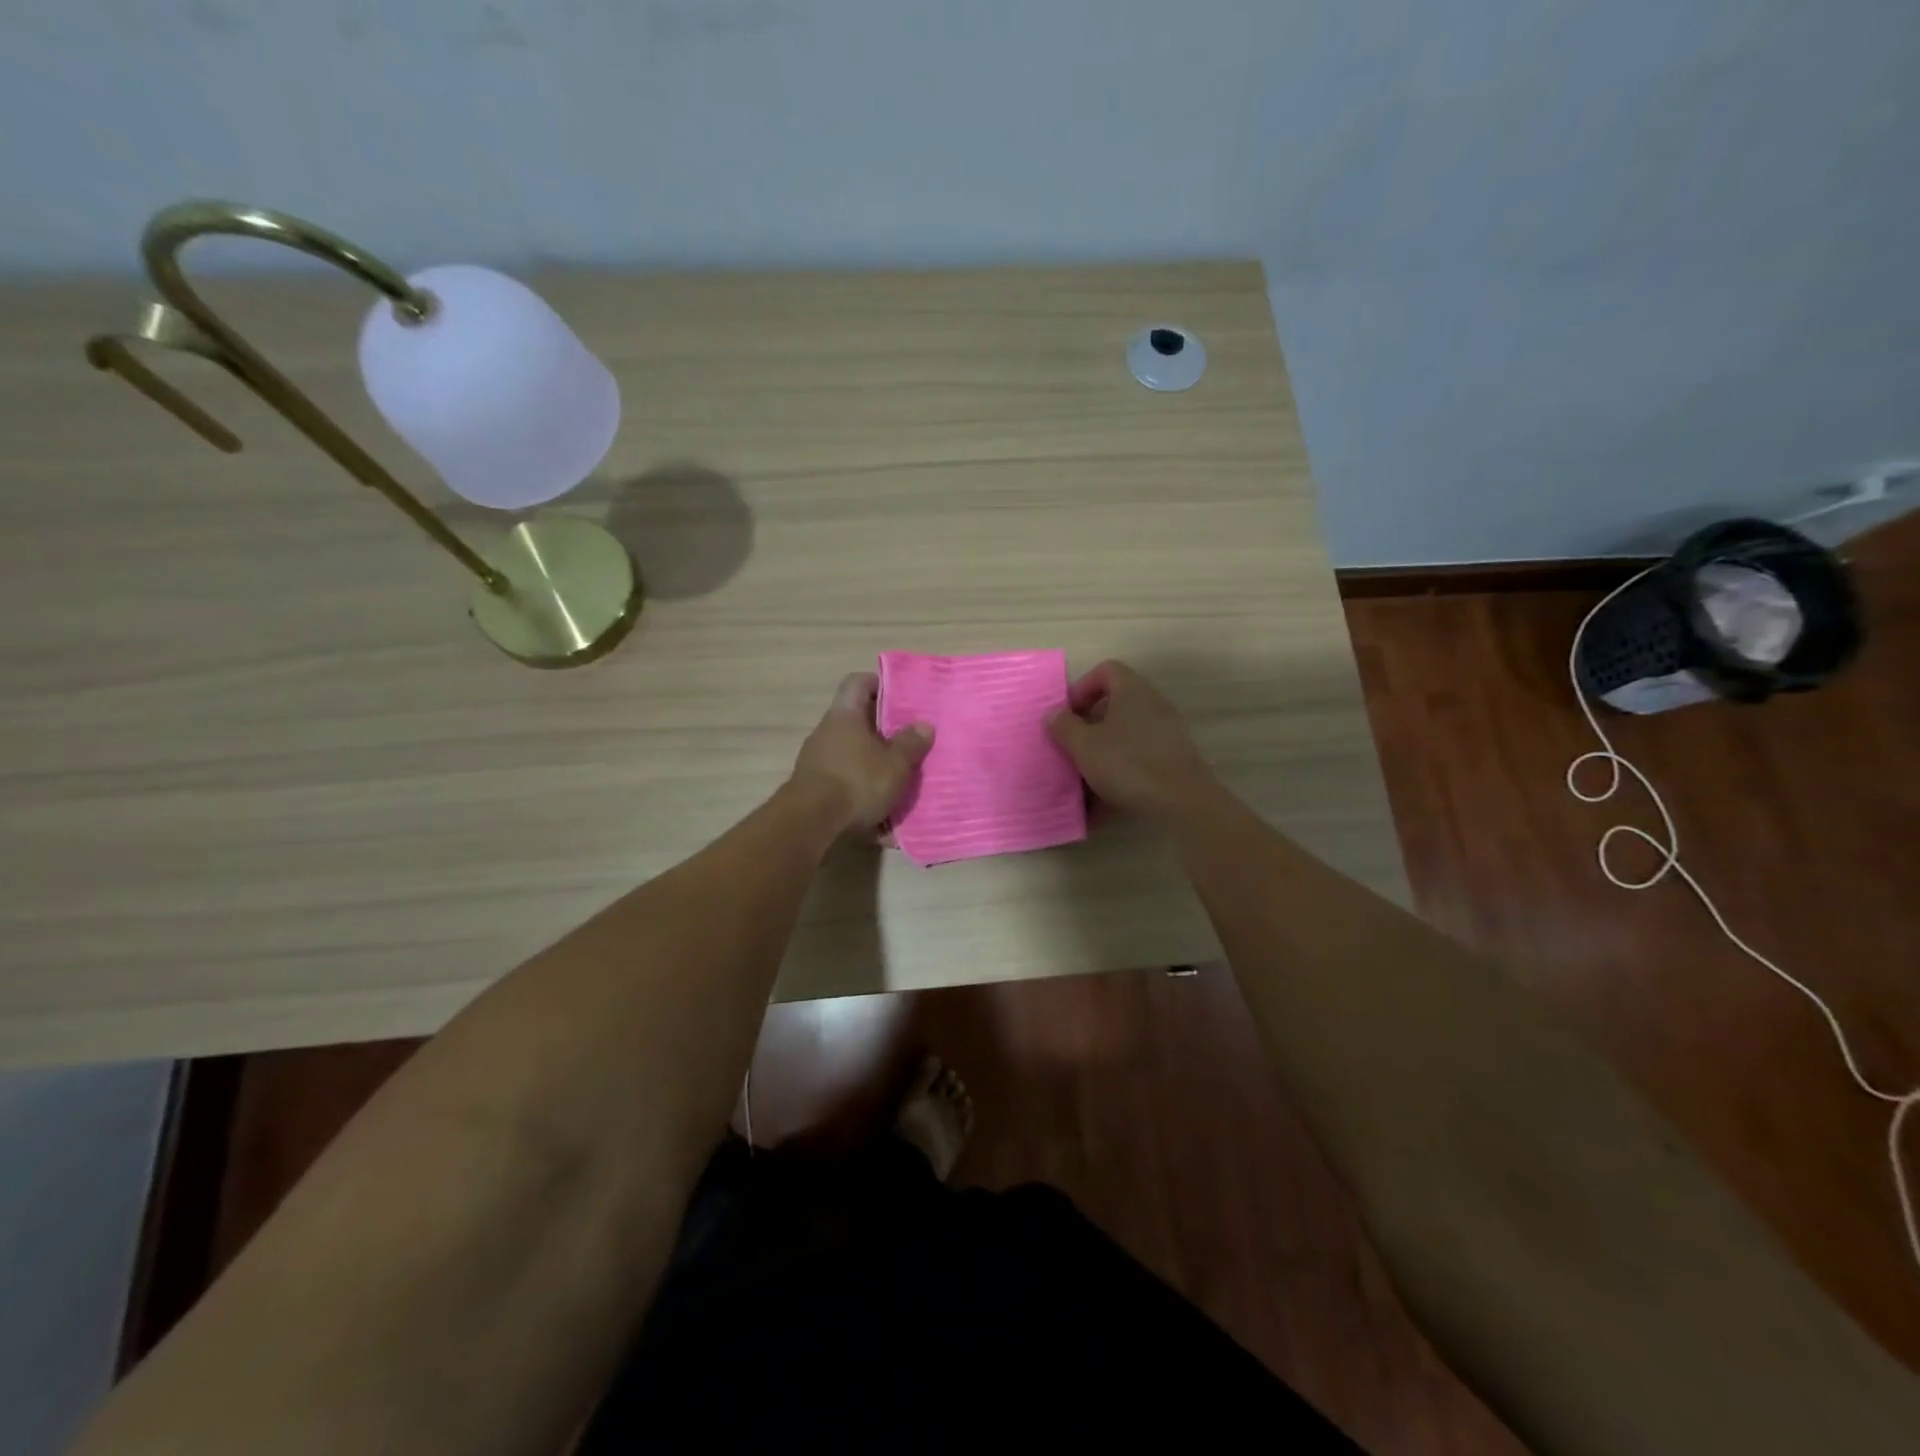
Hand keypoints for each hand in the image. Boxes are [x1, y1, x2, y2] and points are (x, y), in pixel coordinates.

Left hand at [788, 673, 933, 835]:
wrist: (810, 823)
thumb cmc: (856, 782)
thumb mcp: (895, 764)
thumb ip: (911, 744)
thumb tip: (923, 725)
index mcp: (845, 714)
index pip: (858, 682)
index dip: (880, 683)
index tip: (902, 696)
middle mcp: (826, 730)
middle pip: (857, 718)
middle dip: (883, 729)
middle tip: (909, 740)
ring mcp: (816, 758)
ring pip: (851, 751)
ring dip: (873, 760)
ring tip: (898, 776)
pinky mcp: (814, 785)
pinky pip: (843, 777)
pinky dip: (861, 786)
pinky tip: (879, 808)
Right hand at [1045, 660, 1218, 820]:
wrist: (1182, 802)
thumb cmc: (1128, 764)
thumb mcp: (1084, 746)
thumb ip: (1064, 726)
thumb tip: (1053, 714)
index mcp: (1132, 691)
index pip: (1105, 671)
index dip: (1081, 688)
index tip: (1066, 715)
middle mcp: (1152, 705)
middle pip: (1114, 705)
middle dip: (1088, 727)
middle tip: (1070, 747)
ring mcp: (1166, 733)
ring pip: (1125, 736)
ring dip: (1101, 755)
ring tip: (1081, 782)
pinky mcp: (1173, 760)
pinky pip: (1138, 760)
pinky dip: (1118, 776)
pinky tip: (1100, 806)